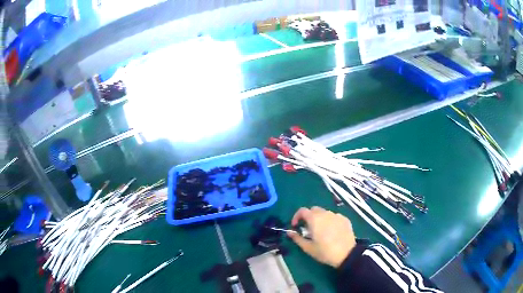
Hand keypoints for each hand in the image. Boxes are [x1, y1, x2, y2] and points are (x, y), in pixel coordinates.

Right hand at [289, 206, 355, 267]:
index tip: (296, 226)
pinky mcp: (345, 219)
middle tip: (307, 229)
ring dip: (319, 218)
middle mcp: (325, 213)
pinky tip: (332, 232)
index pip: (302, 210)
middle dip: (308, 217)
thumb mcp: (308, 248)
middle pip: (313, 210)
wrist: (347, 254)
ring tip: (320, 231)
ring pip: (324, 212)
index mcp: (314, 219)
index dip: (296, 216)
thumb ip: (297, 238)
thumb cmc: (325, 252)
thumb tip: (289, 232)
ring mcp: (336, 215)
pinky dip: (330, 221)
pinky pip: (334, 216)